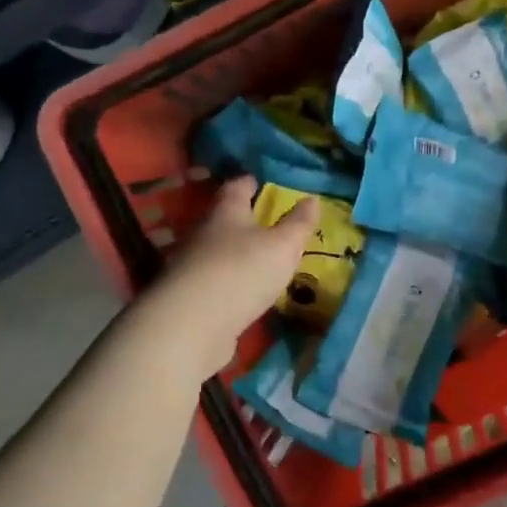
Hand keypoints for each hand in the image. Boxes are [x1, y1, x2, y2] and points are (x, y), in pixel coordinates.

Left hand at [135, 177, 317, 378]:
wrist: (192, 325)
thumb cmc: (242, 272)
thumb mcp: (282, 246)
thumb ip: (299, 224)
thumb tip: (313, 198)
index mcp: (226, 213)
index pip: (236, 187)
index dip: (250, 182)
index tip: (260, 180)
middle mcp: (205, 235)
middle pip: (225, 220)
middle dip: (244, 219)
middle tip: (269, 222)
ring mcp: (194, 267)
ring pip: (219, 251)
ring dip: (238, 253)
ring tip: (263, 259)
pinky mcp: (192, 298)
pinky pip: (217, 281)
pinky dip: (232, 282)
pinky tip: (246, 291)